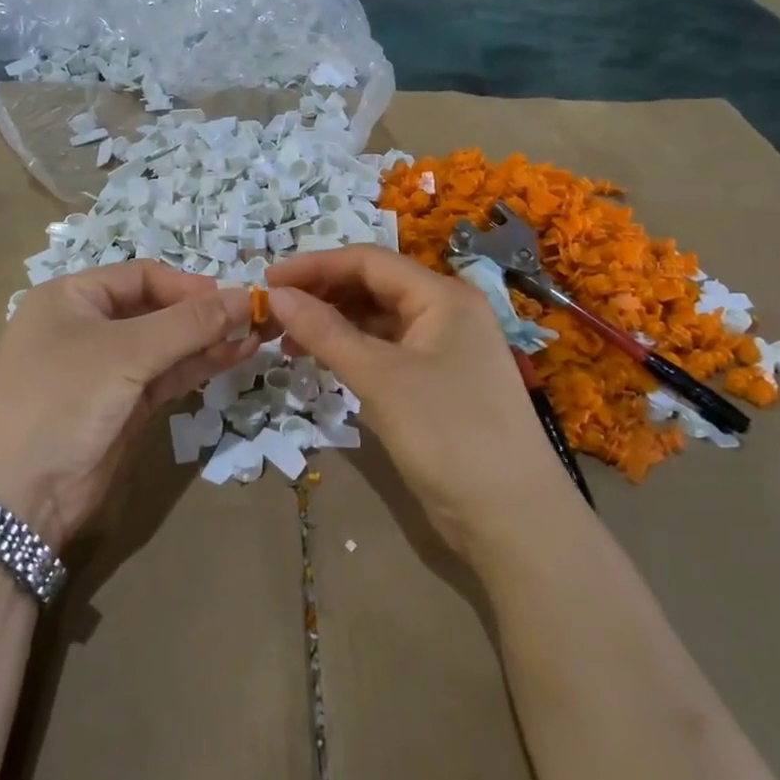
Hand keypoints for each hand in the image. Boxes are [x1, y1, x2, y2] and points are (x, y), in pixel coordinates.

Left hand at [0, 261, 256, 547]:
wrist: (15, 497)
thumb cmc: (61, 399)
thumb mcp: (125, 353)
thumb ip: (189, 324)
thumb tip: (246, 297)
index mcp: (73, 297)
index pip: (142, 276)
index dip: (189, 285)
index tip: (233, 300)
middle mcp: (88, 326)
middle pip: (158, 309)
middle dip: (205, 313)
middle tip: (255, 319)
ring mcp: (107, 369)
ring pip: (167, 344)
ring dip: (209, 340)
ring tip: (257, 336)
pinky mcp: (123, 406)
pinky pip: (167, 376)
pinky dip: (198, 366)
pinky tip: (235, 357)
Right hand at [264, 245, 567, 563]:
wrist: (513, 518)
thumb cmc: (447, 434)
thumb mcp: (379, 378)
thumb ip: (325, 332)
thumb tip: (276, 295)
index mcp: (442, 296)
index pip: (368, 261)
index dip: (315, 266)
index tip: (267, 281)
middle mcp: (446, 312)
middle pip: (374, 286)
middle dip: (322, 294)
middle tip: (274, 313)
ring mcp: (445, 348)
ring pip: (379, 319)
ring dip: (334, 324)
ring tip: (288, 341)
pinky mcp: (439, 381)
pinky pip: (387, 350)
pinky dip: (353, 351)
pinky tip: (323, 362)